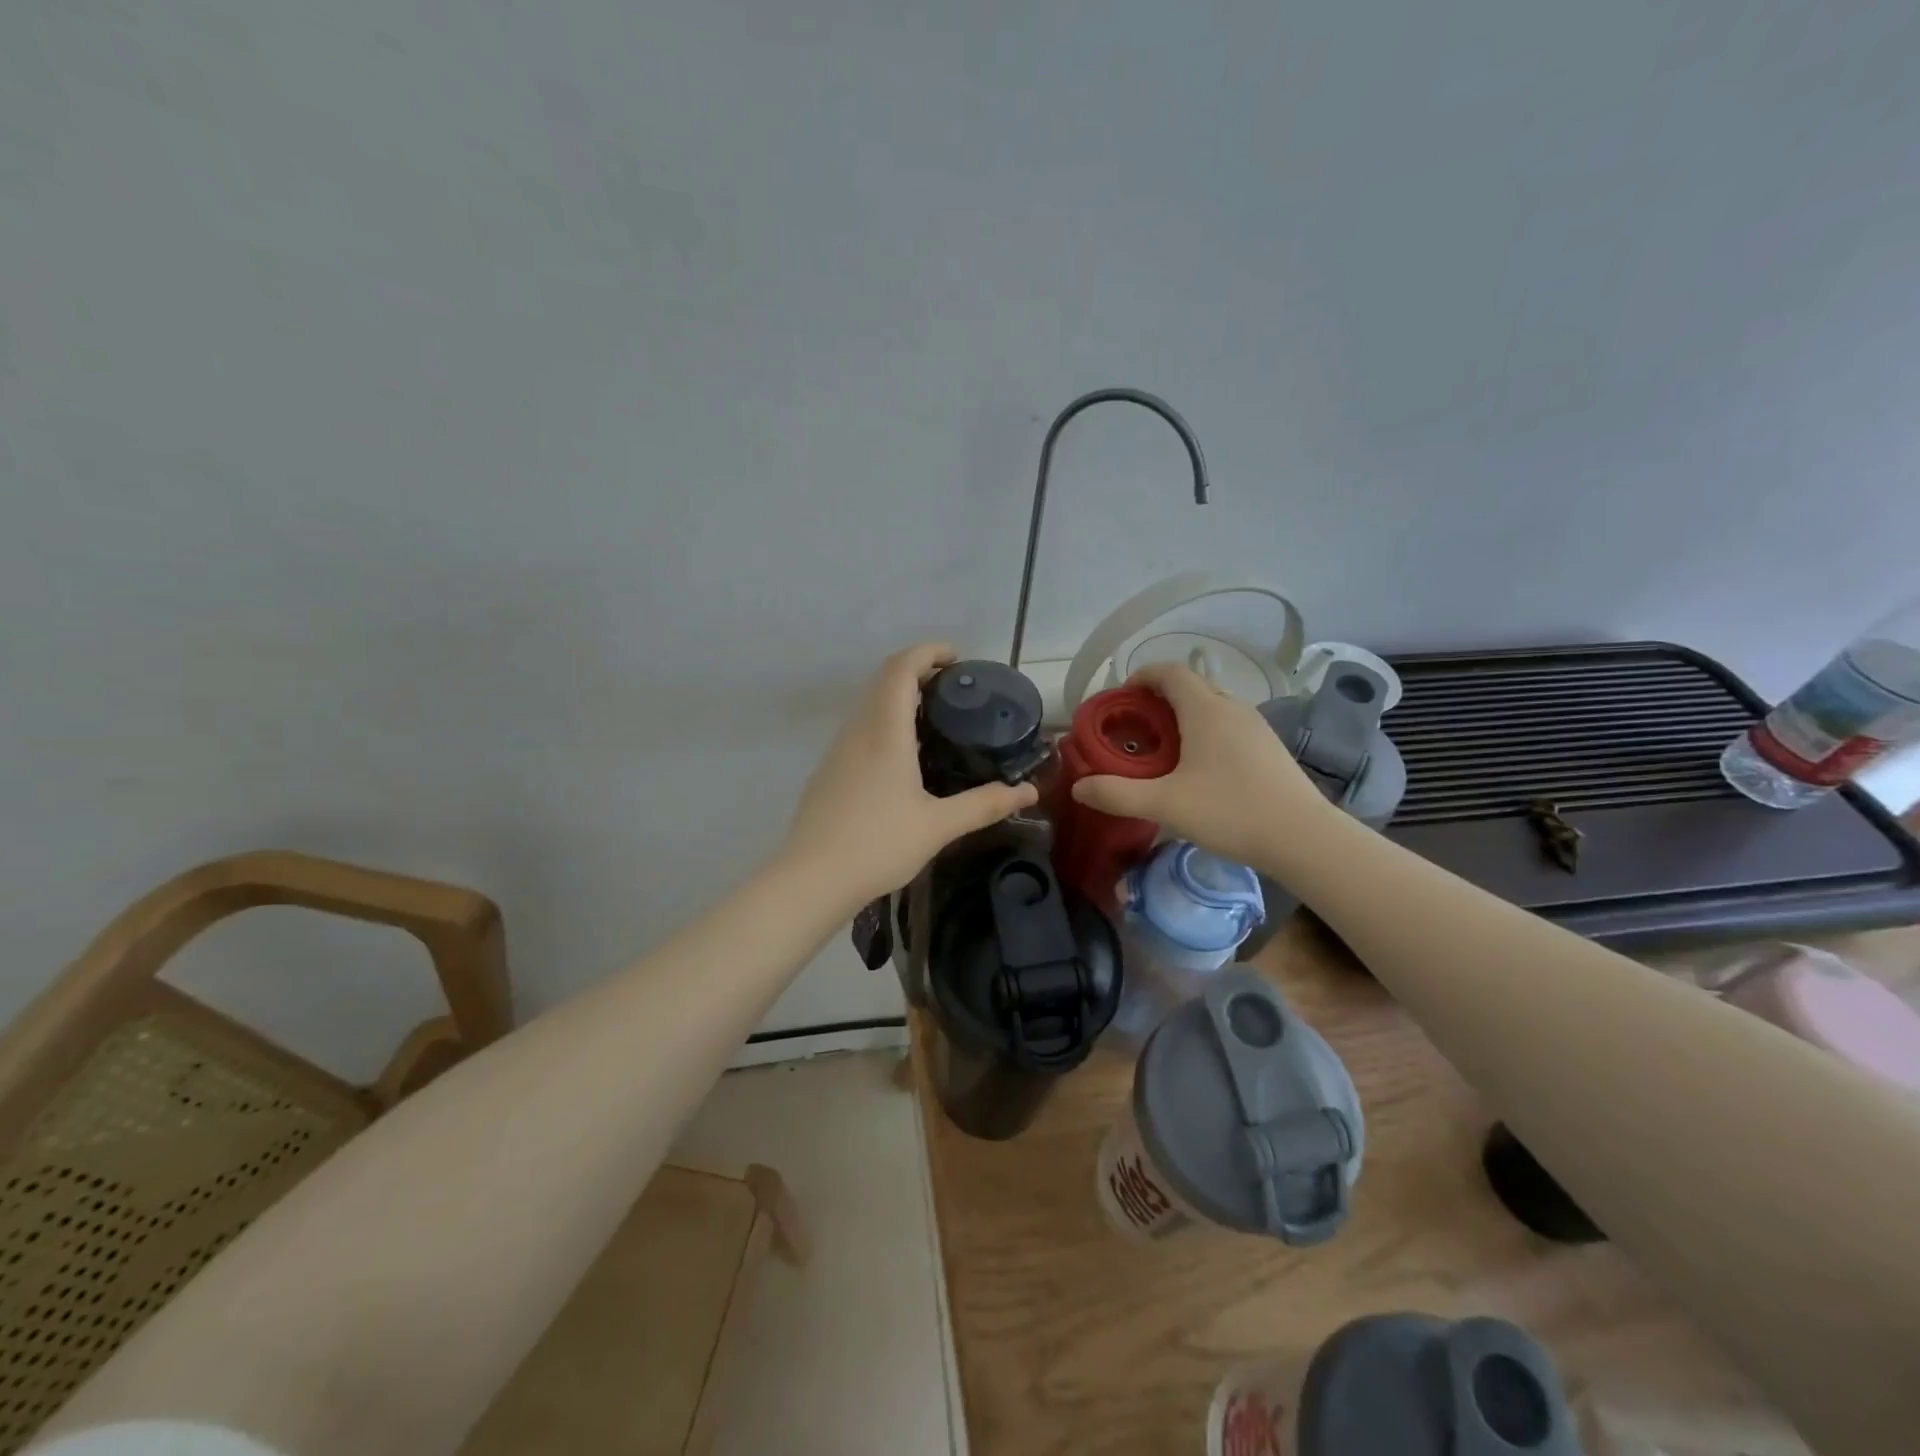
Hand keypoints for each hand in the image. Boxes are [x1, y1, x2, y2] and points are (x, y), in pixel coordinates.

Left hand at [784, 643, 1039, 908]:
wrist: (811, 879)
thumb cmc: (878, 845)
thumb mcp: (939, 826)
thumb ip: (985, 805)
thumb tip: (1029, 792)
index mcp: (885, 732)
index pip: (901, 668)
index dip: (928, 652)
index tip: (958, 658)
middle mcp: (857, 731)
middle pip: (883, 681)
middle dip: (918, 672)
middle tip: (955, 692)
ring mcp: (837, 751)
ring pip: (869, 706)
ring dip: (900, 700)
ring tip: (936, 723)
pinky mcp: (828, 772)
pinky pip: (860, 731)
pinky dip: (885, 725)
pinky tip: (904, 761)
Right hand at [1069, 662, 1331, 868]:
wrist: (1304, 838)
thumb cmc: (1230, 811)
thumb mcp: (1165, 805)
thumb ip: (1117, 794)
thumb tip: (1078, 788)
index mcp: (1205, 709)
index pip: (1169, 671)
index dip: (1140, 676)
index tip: (1119, 699)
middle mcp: (1232, 707)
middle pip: (1189, 685)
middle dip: (1157, 698)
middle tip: (1133, 728)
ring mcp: (1256, 726)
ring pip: (1211, 705)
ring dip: (1182, 716)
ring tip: (1161, 749)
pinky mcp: (1268, 747)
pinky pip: (1228, 725)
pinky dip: (1204, 731)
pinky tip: (1198, 769)